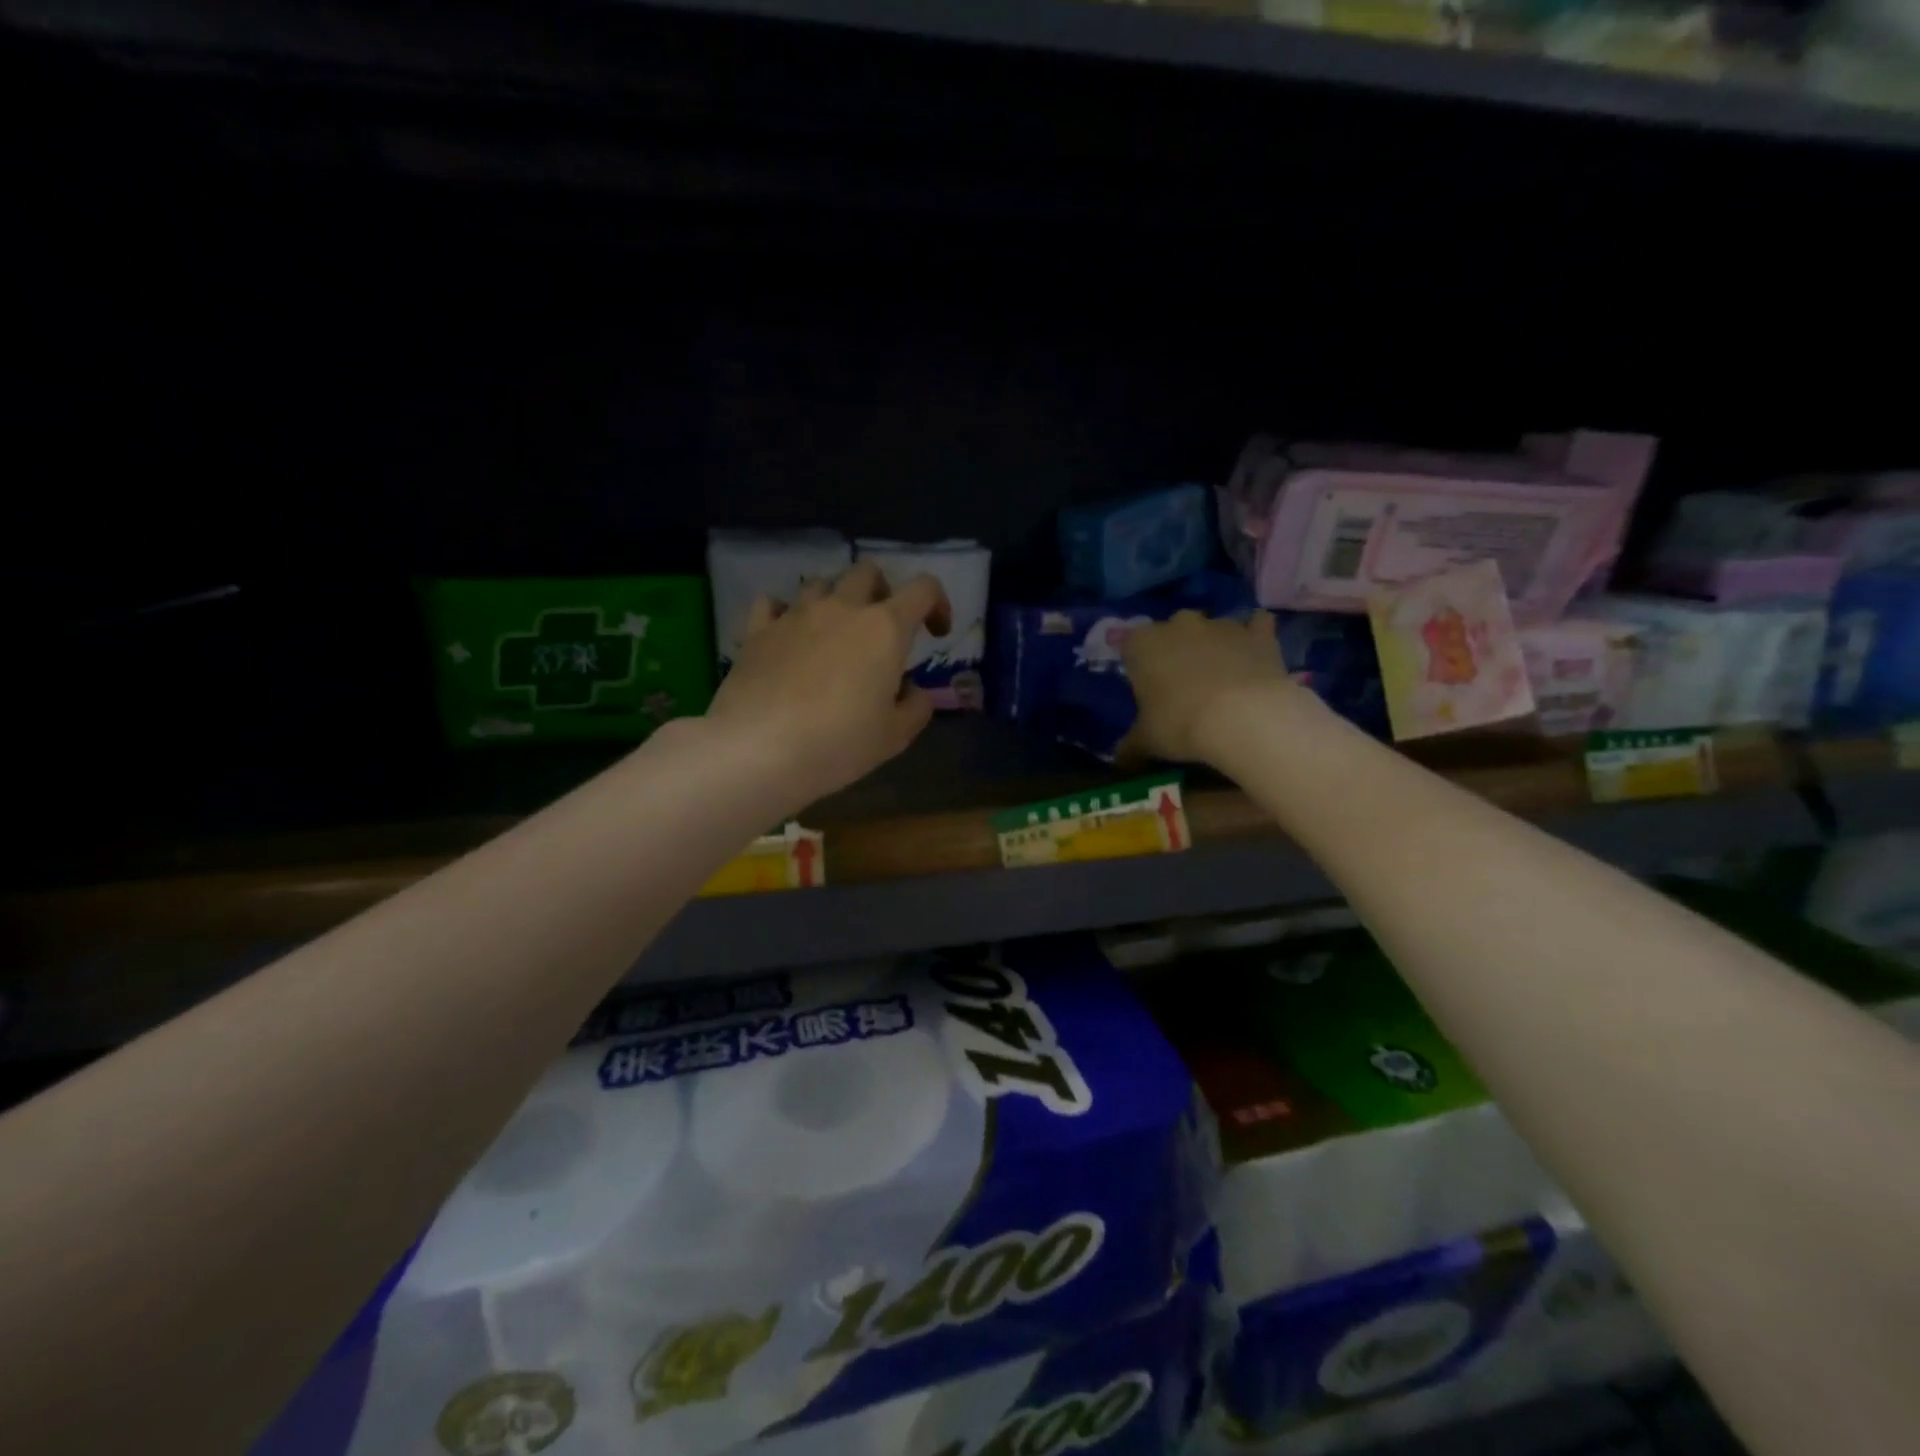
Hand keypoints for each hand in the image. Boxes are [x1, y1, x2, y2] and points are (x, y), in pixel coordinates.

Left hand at [706, 560, 951, 807]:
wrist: (758, 749)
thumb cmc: (839, 743)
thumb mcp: (895, 735)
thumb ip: (916, 705)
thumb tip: (910, 689)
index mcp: (885, 628)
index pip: (923, 588)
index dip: (937, 604)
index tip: (935, 634)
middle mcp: (842, 608)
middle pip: (868, 572)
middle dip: (883, 591)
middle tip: (883, 628)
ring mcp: (795, 615)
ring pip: (821, 583)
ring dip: (835, 600)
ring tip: (834, 634)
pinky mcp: (758, 630)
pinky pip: (773, 603)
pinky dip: (786, 613)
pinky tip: (788, 635)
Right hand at [1120, 610, 1310, 764]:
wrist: (1244, 718)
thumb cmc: (1181, 724)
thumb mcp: (1147, 741)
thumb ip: (1130, 746)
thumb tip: (1120, 759)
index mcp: (1143, 644)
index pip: (1130, 644)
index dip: (1136, 664)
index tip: (1144, 687)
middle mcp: (1179, 624)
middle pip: (1171, 630)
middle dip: (1175, 650)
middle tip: (1180, 684)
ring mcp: (1221, 625)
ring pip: (1212, 627)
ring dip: (1213, 644)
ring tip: (1219, 677)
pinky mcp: (1258, 634)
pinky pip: (1257, 624)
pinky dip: (1255, 634)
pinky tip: (1254, 652)